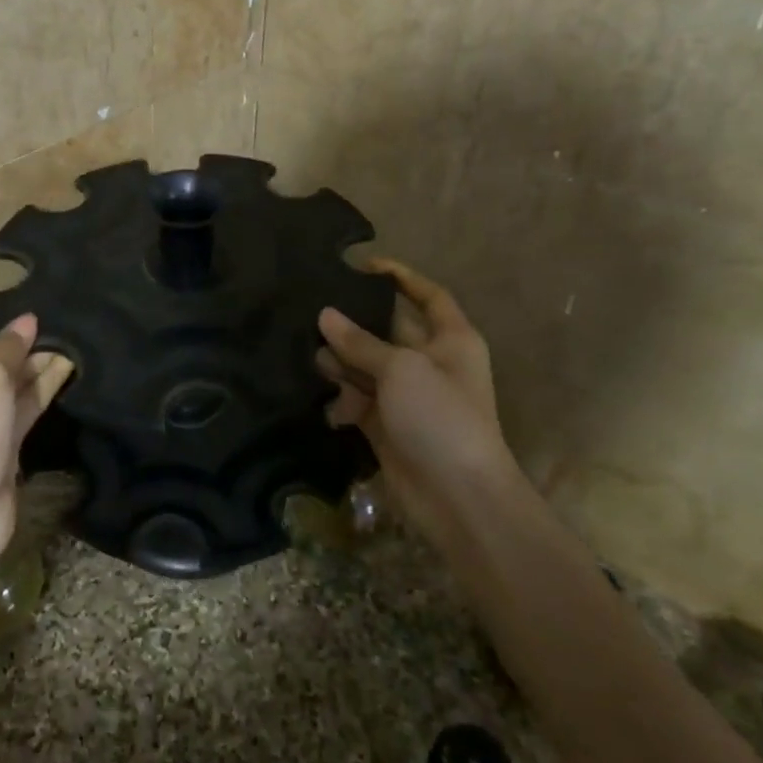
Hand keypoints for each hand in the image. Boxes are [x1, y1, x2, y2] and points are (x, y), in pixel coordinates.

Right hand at [316, 259, 519, 536]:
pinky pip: (356, 400)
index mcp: (451, 340)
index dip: (402, 277)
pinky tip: (319, 395)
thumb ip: (360, 342)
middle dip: (353, 322)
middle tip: (311, 308)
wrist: (457, 497)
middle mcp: (430, 363)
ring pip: (366, 366)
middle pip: (387, 330)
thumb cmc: (440, 417)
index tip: (364, 265)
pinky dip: (339, 397)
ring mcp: (407, 396)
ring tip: (305, 351)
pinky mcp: (386, 425)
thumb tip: (325, 315)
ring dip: (339, 360)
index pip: (429, 296)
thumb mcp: (401, 369)